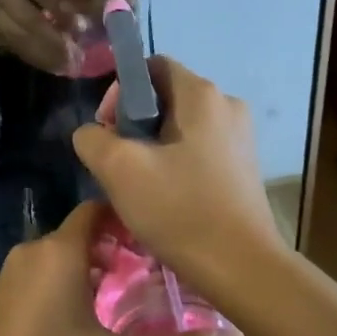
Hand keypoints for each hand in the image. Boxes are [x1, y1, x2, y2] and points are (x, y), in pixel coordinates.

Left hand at [0, 201, 228, 335]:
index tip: (164, 239)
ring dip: (96, 275)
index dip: (131, 218)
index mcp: (58, 251)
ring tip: (133, 303)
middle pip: (83, 236)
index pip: (97, 209)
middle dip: (120, 251)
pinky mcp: (0, 305)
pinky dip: (71, 292)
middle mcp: (32, 253)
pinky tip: (92, 328)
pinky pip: (45, 283)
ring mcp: (11, 279)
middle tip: (159, 277)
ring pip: (63, 262)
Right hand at [71, 56, 286, 299]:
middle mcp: (227, 105)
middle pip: (165, 97)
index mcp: (202, 95)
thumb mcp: (120, 170)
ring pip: (180, 127)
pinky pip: (198, 150)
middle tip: (116, 163)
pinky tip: (165, 197)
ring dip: (151, 147)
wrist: (242, 268)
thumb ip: (93, 139)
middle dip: (133, 124)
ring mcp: (240, 137)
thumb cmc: (181, 210)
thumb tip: (93, 134)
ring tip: (137, 184)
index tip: (107, 131)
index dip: (120, 92)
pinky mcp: (243, 167)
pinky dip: (175, 163)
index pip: (151, 67)